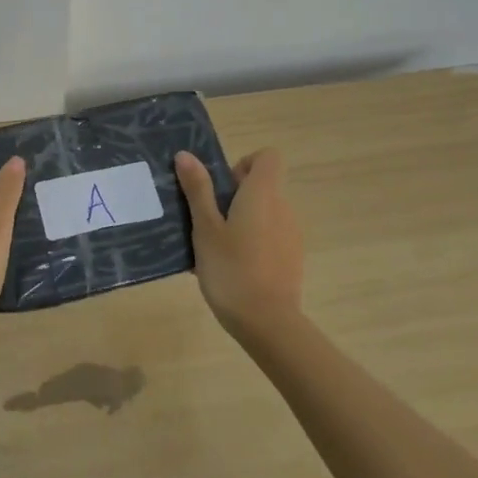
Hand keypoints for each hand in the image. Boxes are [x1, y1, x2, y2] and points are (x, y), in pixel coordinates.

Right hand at [175, 149, 304, 335]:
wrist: (267, 322)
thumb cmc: (231, 269)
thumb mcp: (205, 228)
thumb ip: (198, 190)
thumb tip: (186, 155)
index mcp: (263, 194)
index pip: (268, 157)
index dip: (244, 164)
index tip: (222, 186)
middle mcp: (283, 208)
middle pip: (263, 186)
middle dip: (234, 195)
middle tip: (206, 220)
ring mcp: (291, 234)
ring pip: (264, 213)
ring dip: (241, 220)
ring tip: (214, 248)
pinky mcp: (292, 258)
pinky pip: (269, 236)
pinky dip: (252, 242)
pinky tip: (231, 268)